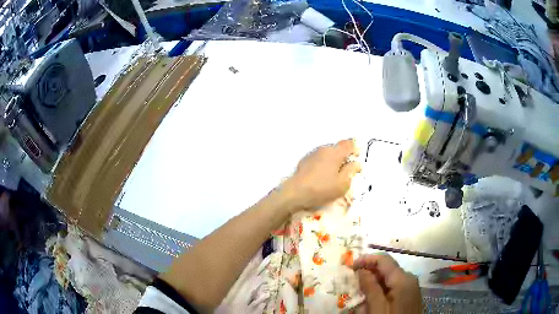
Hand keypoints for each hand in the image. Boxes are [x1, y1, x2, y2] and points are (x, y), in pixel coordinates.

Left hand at [281, 139, 360, 211]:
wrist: (295, 192)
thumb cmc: (322, 188)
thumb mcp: (342, 184)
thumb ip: (351, 171)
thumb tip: (356, 163)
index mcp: (335, 152)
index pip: (348, 143)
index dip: (355, 149)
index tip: (356, 159)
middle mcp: (323, 149)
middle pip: (337, 148)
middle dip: (343, 157)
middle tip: (346, 171)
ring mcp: (312, 154)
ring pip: (327, 154)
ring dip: (332, 161)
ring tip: (333, 176)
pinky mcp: (304, 161)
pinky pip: (318, 159)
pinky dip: (323, 165)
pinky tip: (321, 177)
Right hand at [353, 254, 421, 313]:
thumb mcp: (377, 308)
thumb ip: (370, 287)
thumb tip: (361, 269)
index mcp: (403, 279)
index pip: (384, 260)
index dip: (366, 260)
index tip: (349, 267)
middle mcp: (409, 278)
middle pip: (386, 269)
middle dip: (368, 274)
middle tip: (352, 284)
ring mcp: (410, 287)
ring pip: (388, 279)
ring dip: (373, 285)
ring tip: (360, 297)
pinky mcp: (409, 295)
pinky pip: (392, 287)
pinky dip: (380, 291)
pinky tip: (371, 302)